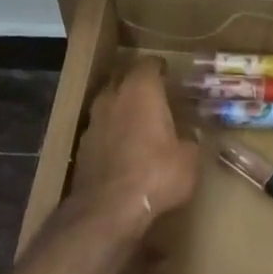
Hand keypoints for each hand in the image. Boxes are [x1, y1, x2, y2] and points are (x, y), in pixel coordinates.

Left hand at [70, 57, 199, 225]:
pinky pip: (100, 128)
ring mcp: (93, 120)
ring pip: (108, 102)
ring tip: (138, 120)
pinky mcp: (82, 145)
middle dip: (137, 83)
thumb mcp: (189, 159)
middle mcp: (113, 97)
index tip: (169, 75)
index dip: (160, 67)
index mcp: (141, 90)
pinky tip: (122, 146)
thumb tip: (190, 138)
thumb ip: (190, 141)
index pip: (149, 64)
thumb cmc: (156, 175)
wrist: (108, 209)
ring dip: (121, 107)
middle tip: (154, 94)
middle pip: (123, 78)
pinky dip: (111, 130)